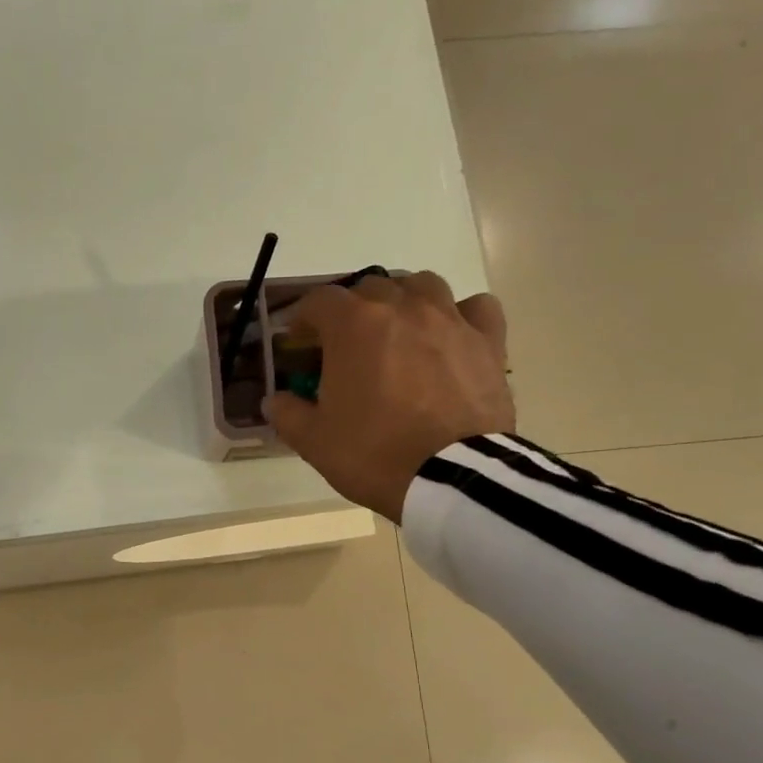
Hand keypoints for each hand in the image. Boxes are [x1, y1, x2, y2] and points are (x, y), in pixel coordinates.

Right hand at [265, 272, 514, 523]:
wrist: (451, 478)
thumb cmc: (373, 454)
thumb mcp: (314, 441)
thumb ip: (287, 414)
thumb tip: (274, 400)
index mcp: (354, 326)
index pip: (320, 300)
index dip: (304, 317)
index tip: (299, 340)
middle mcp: (402, 308)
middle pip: (370, 288)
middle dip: (352, 310)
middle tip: (345, 344)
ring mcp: (450, 320)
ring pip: (423, 285)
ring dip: (403, 301)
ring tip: (398, 332)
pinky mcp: (488, 341)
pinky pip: (475, 308)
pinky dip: (460, 315)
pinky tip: (451, 337)